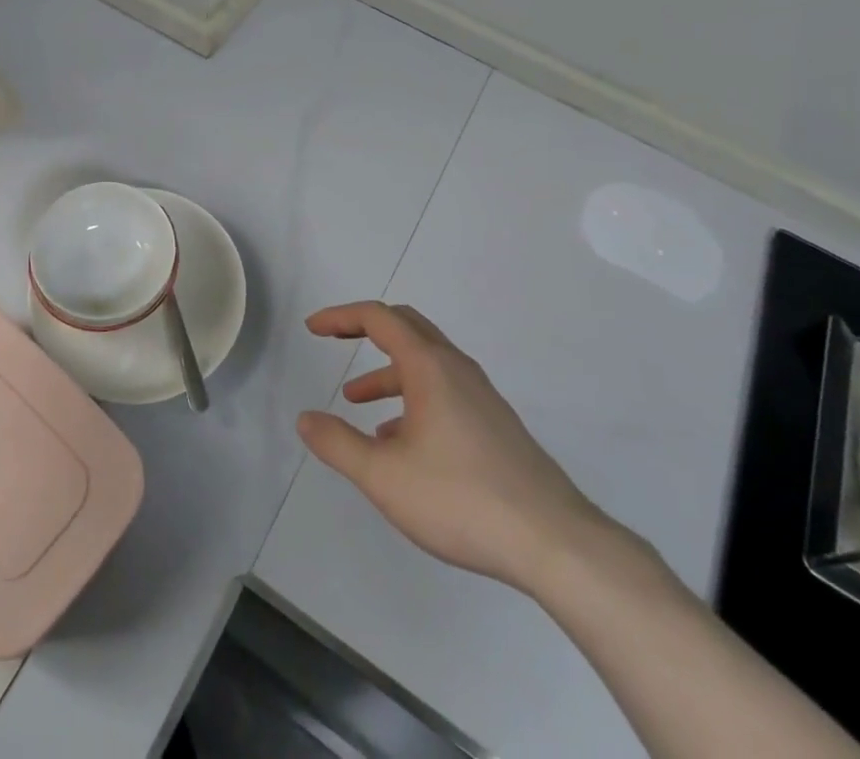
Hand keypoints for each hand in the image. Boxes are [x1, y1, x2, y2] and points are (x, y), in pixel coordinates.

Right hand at [297, 301, 615, 594]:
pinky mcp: (495, 424)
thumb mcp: (384, 476)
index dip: (340, 317)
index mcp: (429, 366)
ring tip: (357, 402)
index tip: (313, 328)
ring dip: (387, 371)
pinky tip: (401, 442)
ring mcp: (481, 396)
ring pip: (425, 363)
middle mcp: (456, 368)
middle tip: (335, 340)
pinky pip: (444, 391)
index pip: (378, 318)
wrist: (553, 542)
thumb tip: (305, 419)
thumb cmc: (460, 499)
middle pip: (406, 326)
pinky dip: (413, 397)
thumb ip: (338, 443)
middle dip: (366, 329)